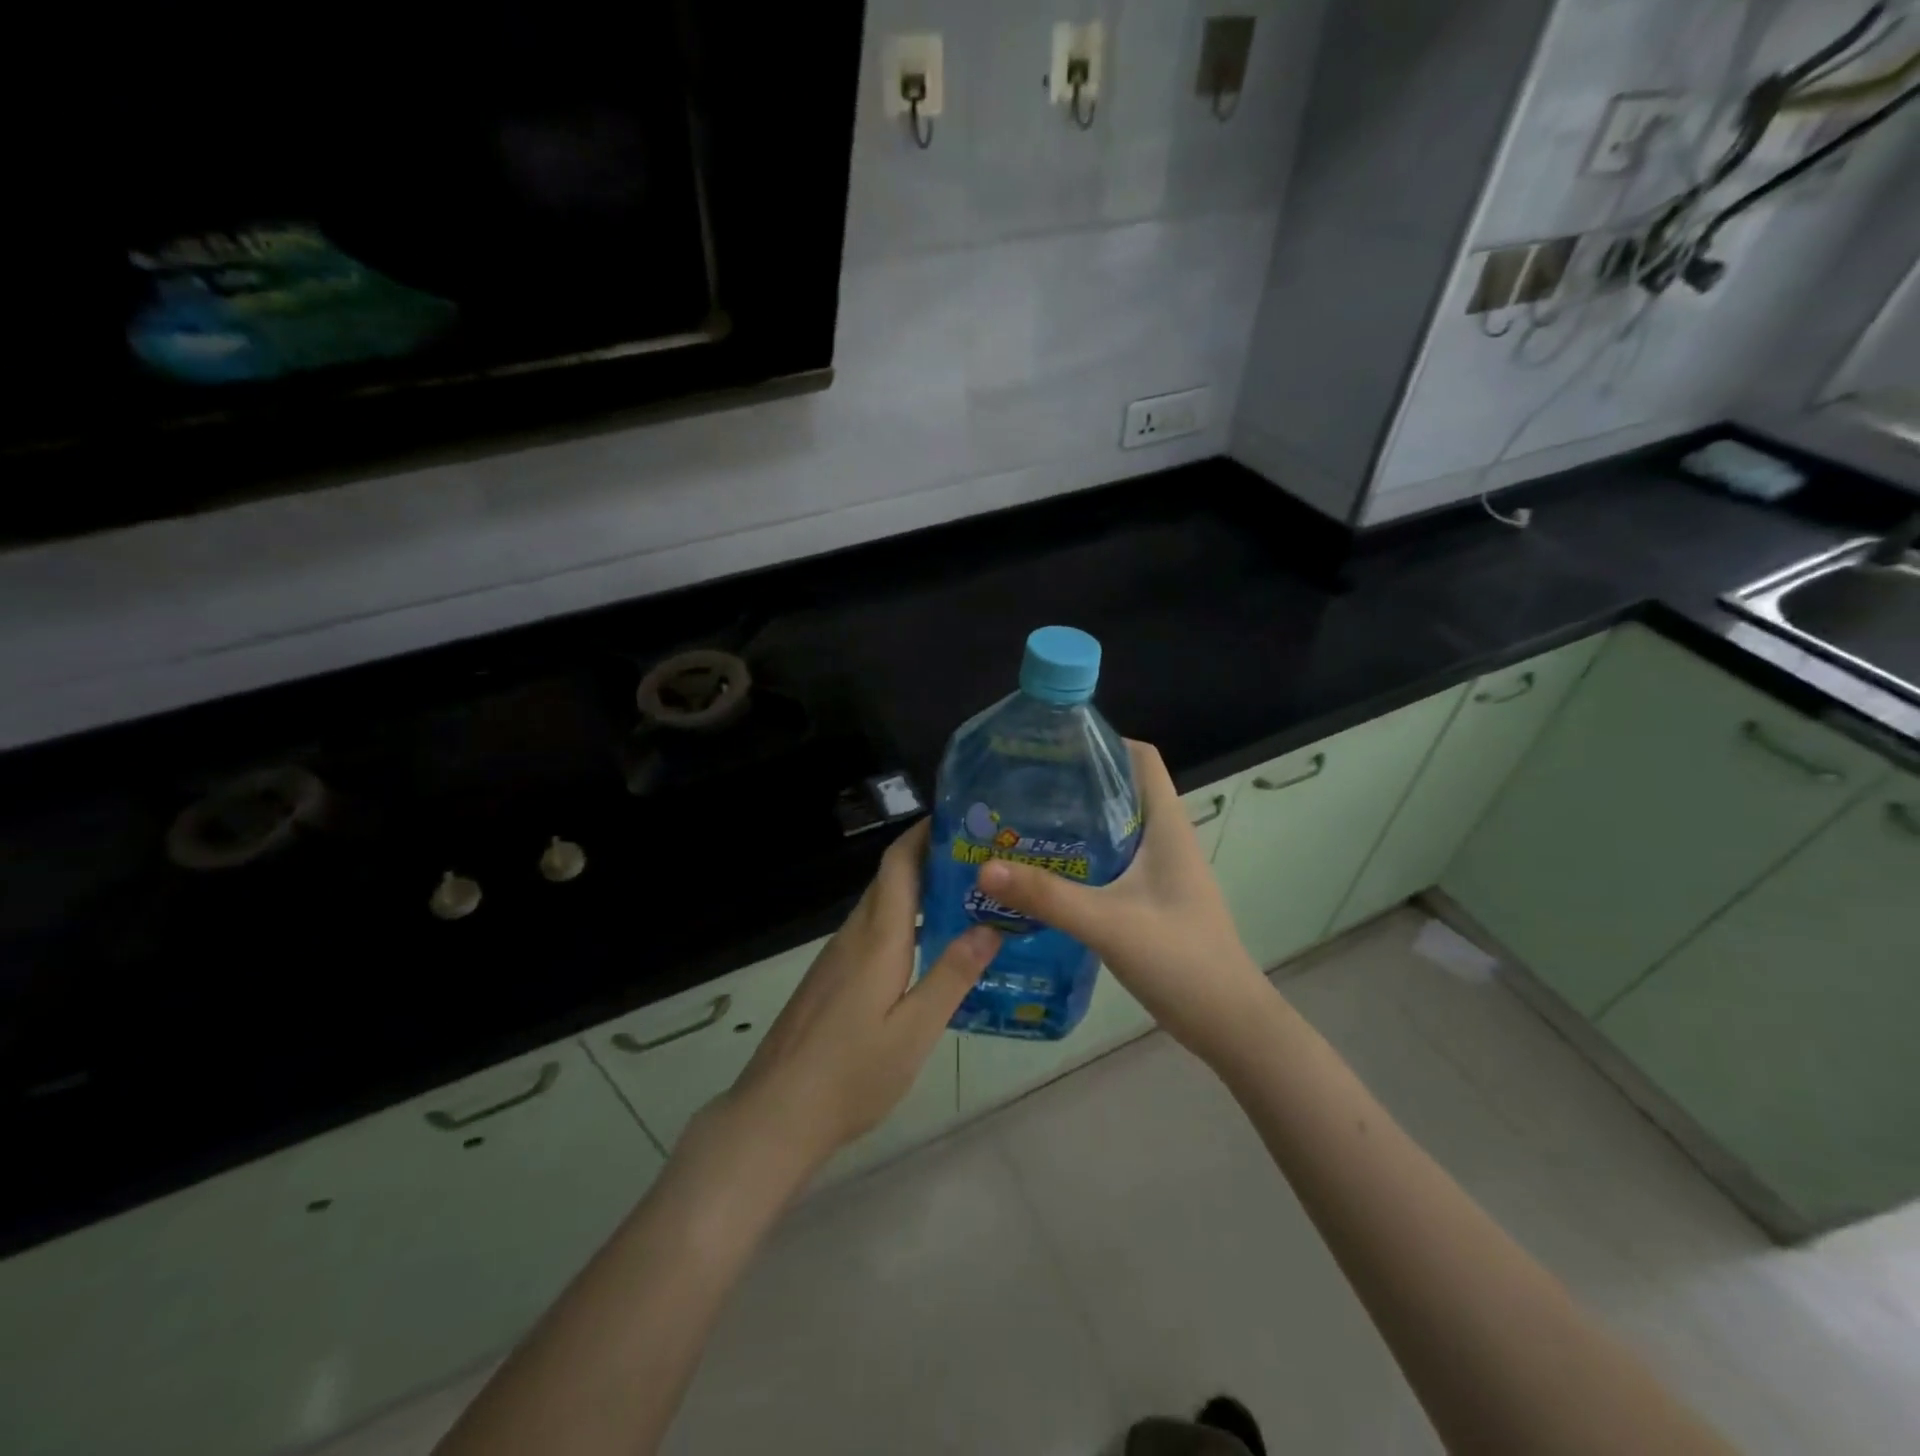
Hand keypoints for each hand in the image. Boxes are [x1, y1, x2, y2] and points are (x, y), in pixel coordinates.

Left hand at [715, 820, 1000, 1175]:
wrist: (775, 1114)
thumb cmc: (851, 1074)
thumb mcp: (915, 1030)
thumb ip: (952, 975)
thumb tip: (991, 926)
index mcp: (878, 938)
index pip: (898, 864)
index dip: (923, 833)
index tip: (958, 817)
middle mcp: (854, 936)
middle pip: (890, 880)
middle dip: (929, 859)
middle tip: (979, 860)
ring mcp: (836, 958)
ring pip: (881, 907)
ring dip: (917, 892)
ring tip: (964, 898)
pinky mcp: (829, 979)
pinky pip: (871, 932)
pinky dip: (902, 922)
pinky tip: (926, 947)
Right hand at [975, 740, 1270, 1062]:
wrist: (1226, 1022)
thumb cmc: (1180, 959)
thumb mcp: (1108, 923)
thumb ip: (1048, 896)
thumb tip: (985, 867)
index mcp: (1166, 825)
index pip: (1140, 758)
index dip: (1102, 742)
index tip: (1052, 746)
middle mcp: (1164, 839)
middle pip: (1119, 790)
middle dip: (1073, 782)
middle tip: (1020, 786)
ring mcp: (1158, 871)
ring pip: (1112, 828)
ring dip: (1073, 823)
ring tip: (1020, 824)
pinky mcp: (1148, 899)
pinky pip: (1109, 863)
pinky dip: (1078, 859)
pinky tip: (1043, 874)